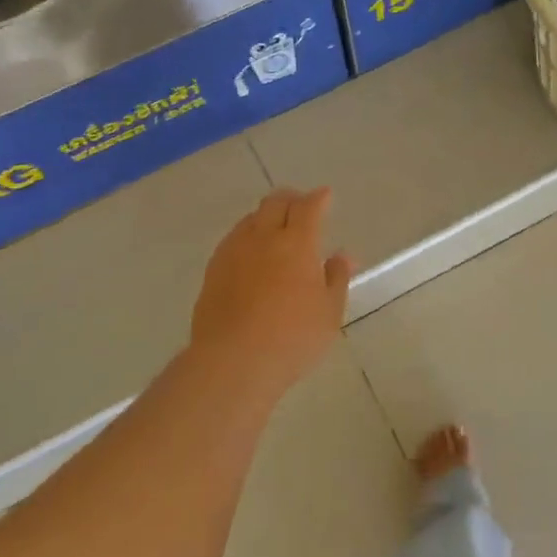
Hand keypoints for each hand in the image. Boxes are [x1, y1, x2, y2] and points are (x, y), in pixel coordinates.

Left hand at [189, 187, 352, 401]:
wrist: (233, 361)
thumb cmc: (292, 337)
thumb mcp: (329, 312)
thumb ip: (336, 279)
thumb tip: (343, 256)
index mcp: (297, 243)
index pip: (309, 208)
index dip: (319, 198)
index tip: (325, 195)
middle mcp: (263, 237)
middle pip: (275, 203)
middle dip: (291, 199)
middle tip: (300, 205)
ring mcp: (233, 251)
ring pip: (250, 219)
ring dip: (266, 215)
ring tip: (275, 227)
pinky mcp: (213, 270)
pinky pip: (233, 239)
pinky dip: (247, 236)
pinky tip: (251, 253)